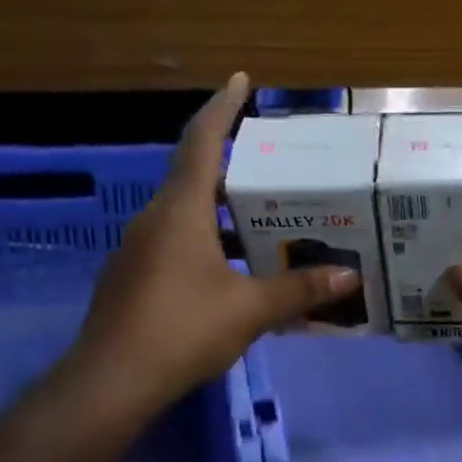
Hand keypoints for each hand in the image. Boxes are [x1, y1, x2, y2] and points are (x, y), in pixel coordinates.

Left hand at [67, 74, 359, 419]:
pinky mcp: (133, 278)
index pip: (203, 141)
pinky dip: (206, 241)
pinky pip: (175, 243)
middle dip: (233, 165)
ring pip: (185, 214)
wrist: (112, 381)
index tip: (239, 80)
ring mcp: (138, 249)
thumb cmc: (182, 329)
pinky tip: (232, 269)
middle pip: (195, 176)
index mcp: (181, 210)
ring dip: (221, 211)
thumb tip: (349, 277)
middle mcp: (155, 219)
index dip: (222, 107)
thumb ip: (299, 290)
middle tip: (273, 166)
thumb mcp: (250, 309)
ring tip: (263, 219)